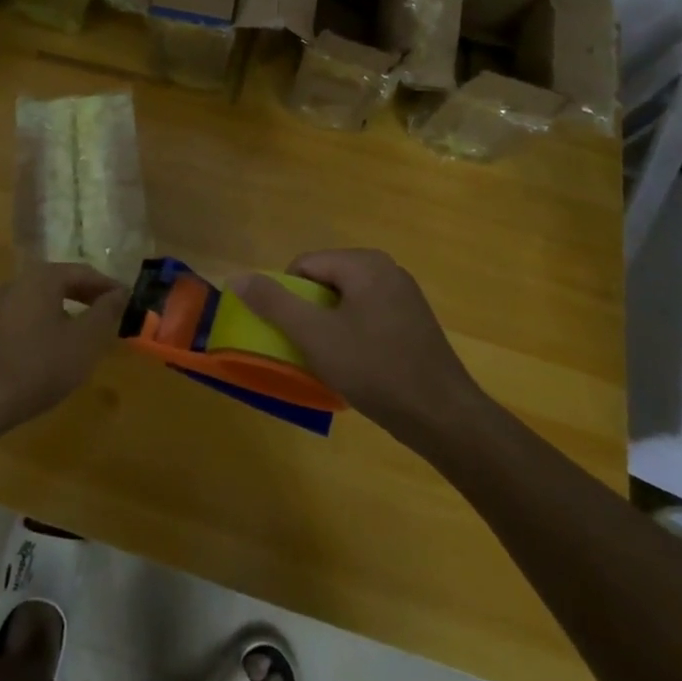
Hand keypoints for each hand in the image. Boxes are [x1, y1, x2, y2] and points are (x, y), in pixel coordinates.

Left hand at [0, 263, 126, 438]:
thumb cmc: (37, 365)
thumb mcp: (82, 342)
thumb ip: (104, 314)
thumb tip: (120, 293)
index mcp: (42, 277)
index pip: (84, 272)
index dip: (108, 286)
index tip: (128, 301)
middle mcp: (19, 281)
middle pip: (62, 282)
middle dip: (89, 297)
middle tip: (111, 315)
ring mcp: (0, 304)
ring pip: (44, 299)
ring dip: (69, 311)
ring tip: (87, 333)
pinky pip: (28, 315)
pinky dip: (49, 323)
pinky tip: (56, 348)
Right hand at [234, 249, 487, 442]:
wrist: (444, 418)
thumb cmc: (375, 369)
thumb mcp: (315, 336)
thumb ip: (274, 303)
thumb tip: (237, 277)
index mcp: (363, 263)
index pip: (305, 265)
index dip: (289, 298)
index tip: (294, 334)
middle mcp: (386, 268)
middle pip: (326, 281)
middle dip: (312, 313)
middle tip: (312, 350)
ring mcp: (405, 295)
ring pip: (347, 301)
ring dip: (332, 327)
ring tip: (335, 362)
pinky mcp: (415, 322)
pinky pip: (369, 316)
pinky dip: (356, 336)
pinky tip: (361, 367)